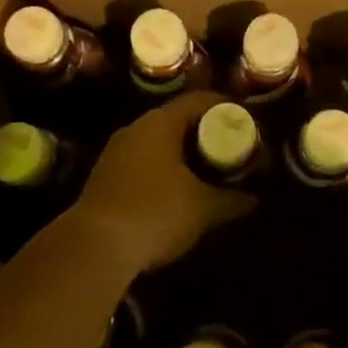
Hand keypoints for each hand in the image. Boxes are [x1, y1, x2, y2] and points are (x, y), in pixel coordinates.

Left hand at [72, 91, 252, 274]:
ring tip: (205, 170)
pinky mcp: (103, 177)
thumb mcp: (202, 207)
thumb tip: (253, 199)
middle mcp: (136, 129)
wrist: (94, 247)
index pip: (198, 100)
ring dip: (180, 153)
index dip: (224, 106)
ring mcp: (115, 152)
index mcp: (161, 123)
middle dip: (203, 132)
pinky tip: (175, 191)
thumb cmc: (155, 212)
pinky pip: (141, 161)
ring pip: (157, 142)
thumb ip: (231, 200)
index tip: (244, 120)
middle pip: (176, 119)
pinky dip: (162, 169)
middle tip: (228, 147)